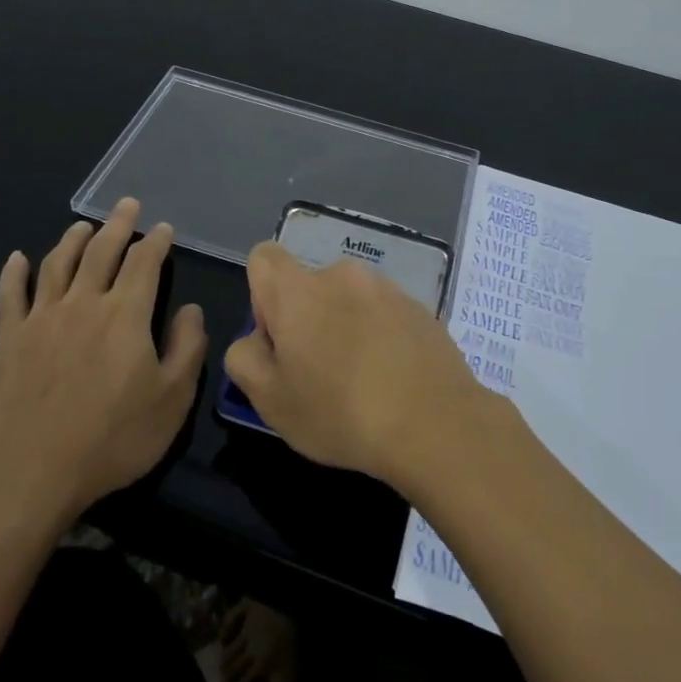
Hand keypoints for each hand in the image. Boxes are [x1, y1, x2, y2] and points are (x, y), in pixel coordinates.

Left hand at [0, 198, 206, 528]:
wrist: (34, 472)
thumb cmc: (113, 438)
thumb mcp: (172, 400)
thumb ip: (187, 348)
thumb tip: (191, 309)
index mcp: (126, 315)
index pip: (144, 264)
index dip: (155, 242)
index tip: (163, 228)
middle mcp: (84, 303)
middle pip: (101, 252)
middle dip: (117, 225)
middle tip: (126, 205)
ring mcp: (41, 318)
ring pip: (57, 264)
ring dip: (72, 240)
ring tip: (83, 225)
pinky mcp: (8, 339)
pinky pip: (10, 295)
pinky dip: (14, 273)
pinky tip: (16, 258)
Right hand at [222, 242, 485, 485]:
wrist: (436, 424)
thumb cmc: (340, 412)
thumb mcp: (269, 400)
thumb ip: (244, 358)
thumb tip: (257, 340)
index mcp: (298, 290)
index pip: (264, 258)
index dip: (261, 297)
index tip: (280, 340)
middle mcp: (341, 274)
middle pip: (308, 284)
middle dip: (306, 318)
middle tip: (318, 372)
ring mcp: (386, 288)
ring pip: (348, 299)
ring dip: (345, 326)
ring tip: (361, 380)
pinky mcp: (419, 307)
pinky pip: (384, 313)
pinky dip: (380, 335)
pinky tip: (392, 379)